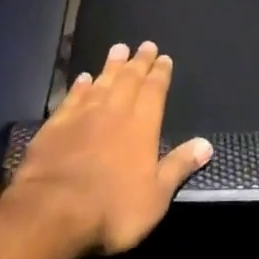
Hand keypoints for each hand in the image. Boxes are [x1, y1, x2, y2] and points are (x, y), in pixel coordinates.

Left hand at [1, 41, 212, 254]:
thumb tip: (206, 144)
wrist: (52, 213)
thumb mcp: (156, 196)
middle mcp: (114, 111)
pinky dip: (80, 86)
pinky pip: (72, 97)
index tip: (164, 57)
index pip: (154, 90)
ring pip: (101, 82)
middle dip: (139, 62)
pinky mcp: (55, 126)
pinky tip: (84, 78)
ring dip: (112, 65)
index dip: (160, 73)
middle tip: (145, 45)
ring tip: (118, 48)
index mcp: (142, 125)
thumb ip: (179, 166)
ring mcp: (82, 116)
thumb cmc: (112, 209)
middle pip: (129, 79)